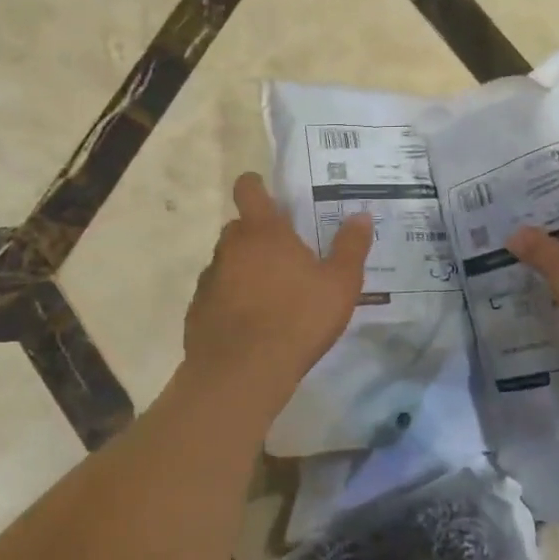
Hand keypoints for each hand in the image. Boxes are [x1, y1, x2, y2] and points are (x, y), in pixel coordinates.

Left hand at [184, 173, 373, 391]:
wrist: (242, 373)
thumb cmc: (298, 319)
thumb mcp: (340, 284)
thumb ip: (351, 248)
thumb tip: (361, 216)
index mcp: (264, 232)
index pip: (249, 190)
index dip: (255, 185)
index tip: (265, 191)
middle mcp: (230, 248)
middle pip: (239, 228)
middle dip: (258, 235)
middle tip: (285, 255)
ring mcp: (209, 280)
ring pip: (227, 262)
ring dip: (244, 269)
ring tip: (270, 295)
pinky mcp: (197, 312)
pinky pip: (216, 295)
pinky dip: (230, 300)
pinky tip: (250, 323)